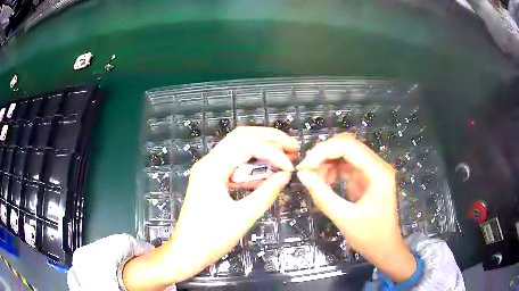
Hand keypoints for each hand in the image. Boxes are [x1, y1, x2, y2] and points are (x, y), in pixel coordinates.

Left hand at [123, 127, 298, 289]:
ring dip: (261, 147)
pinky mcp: (210, 178)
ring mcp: (207, 169)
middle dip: (269, 138)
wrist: (188, 251)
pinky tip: (266, 172)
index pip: (247, 146)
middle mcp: (208, 162)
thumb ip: (267, 192)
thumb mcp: (243, 216)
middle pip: (241, 136)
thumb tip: (286, 175)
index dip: (273, 153)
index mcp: (212, 168)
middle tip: (292, 146)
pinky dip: (251, 163)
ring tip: (284, 155)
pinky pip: (233, 163)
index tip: (291, 167)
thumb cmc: (212, 237)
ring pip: (237, 146)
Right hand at [296, 133, 415, 282]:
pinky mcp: (366, 178)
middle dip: (323, 155)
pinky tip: (324, 183)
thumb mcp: (345, 218)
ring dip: (326, 163)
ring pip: (345, 154)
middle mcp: (377, 165)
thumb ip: (323, 196)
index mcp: (378, 172)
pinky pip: (346, 166)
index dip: (323, 151)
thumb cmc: (370, 236)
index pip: (348, 146)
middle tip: (306, 171)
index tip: (304, 168)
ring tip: (314, 181)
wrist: (385, 248)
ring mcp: (372, 170)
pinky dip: (332, 171)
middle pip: (347, 146)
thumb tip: (302, 175)